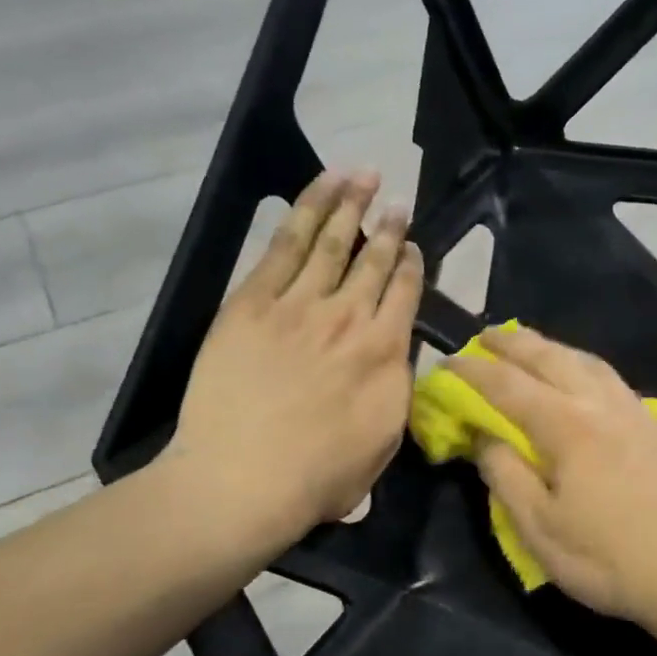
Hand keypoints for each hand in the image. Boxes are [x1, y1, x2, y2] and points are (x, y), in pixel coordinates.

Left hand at [162, 170, 422, 551]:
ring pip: (332, 241)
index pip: (405, 292)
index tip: (413, 246)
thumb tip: (398, 356)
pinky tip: (319, 190)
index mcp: (385, 353)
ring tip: (363, 175)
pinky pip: (284, 245)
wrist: (243, 480)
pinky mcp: (252, 302)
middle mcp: (349, 317)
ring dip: (350, 204)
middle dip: (388, 226)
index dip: (412, 263)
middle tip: (397, 201)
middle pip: (374, 259)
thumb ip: (396, 388)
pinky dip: (305, 211)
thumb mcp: (384, 441)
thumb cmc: (318, 477)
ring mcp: (299, 304)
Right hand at [449, 326, 656, 632]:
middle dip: (513, 343)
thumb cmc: (610, 559)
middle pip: (551, 358)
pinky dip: (583, 365)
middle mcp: (602, 404)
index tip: (445, 364)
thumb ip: (506, 476)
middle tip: (484, 335)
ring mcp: (636, 412)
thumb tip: (485, 437)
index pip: (507, 386)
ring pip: (587, 361)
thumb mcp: (540, 529)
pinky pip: (611, 378)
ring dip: (552, 348)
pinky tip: (583, 378)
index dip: (472, 372)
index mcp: (568, 425)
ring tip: (531, 346)